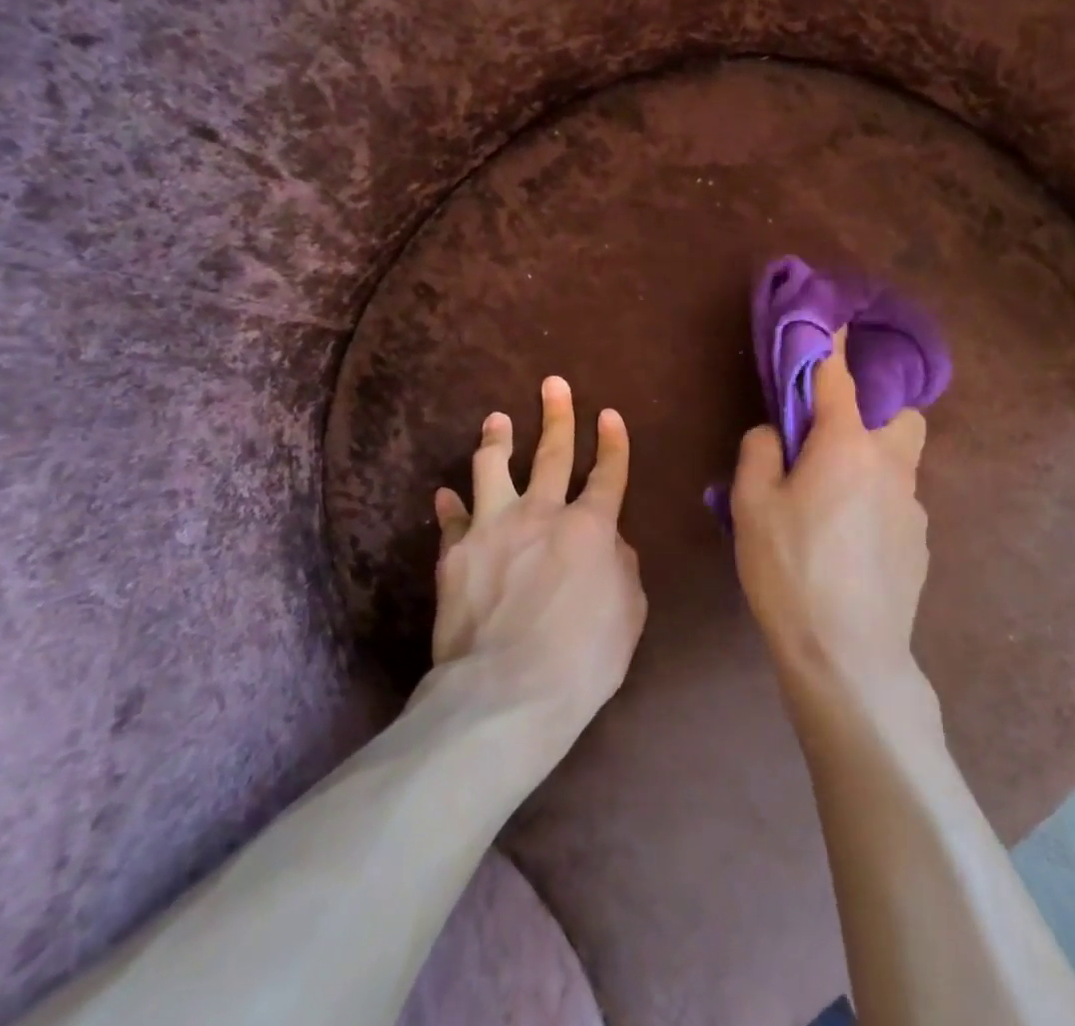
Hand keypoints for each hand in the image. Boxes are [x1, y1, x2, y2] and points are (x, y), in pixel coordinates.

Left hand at [427, 376, 647, 753]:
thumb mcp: (628, 613)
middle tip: (553, 384)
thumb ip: (621, 567)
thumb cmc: (582, 658)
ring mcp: (494, 527)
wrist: (507, 690)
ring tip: (497, 420)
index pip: (608, 473)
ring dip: (497, 439)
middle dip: (557, 415)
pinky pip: (452, 518)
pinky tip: (446, 495)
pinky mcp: (455, 552)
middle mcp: (542, 513)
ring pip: (494, 467)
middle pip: (552, 452)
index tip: (609, 415)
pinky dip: (451, 505)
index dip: (613, 443)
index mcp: (591, 527)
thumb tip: (609, 543)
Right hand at [731, 331, 928, 689]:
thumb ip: (760, 452)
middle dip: (875, 412)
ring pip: (899, 464)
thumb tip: (776, 433)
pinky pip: (897, 505)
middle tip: (833, 440)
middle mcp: (891, 466)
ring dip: (871, 464)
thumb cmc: (790, 569)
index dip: (833, 344)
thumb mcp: (752, 505)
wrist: (847, 656)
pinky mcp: (920, 545)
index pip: (840, 377)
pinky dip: (875, 505)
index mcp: (847, 445)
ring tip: (830, 507)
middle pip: (901, 417)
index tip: (834, 318)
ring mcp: (913, 508)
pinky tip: (848, 547)